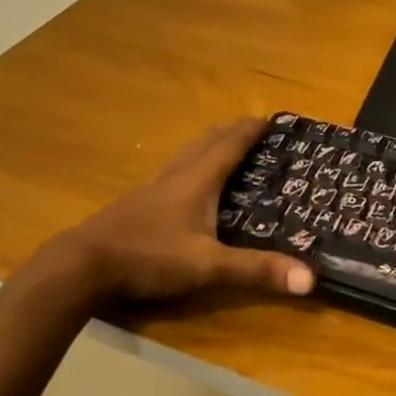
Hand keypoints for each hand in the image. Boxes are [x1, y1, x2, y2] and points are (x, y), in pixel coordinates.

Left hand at [46, 118, 315, 303]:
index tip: (270, 118)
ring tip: (222, 149)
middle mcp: (177, 174)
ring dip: (208, 146)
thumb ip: (256, 271)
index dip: (251, 129)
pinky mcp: (137, 201)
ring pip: (187, 154)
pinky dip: (189, 165)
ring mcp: (153, 186)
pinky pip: (172, 171)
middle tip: (252, 130)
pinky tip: (183, 185)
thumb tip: (310, 278)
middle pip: (207, 141)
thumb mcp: (207, 267)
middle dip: (231, 132)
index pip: (230, 144)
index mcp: (198, 179)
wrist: (84, 263)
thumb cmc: (150, 256)